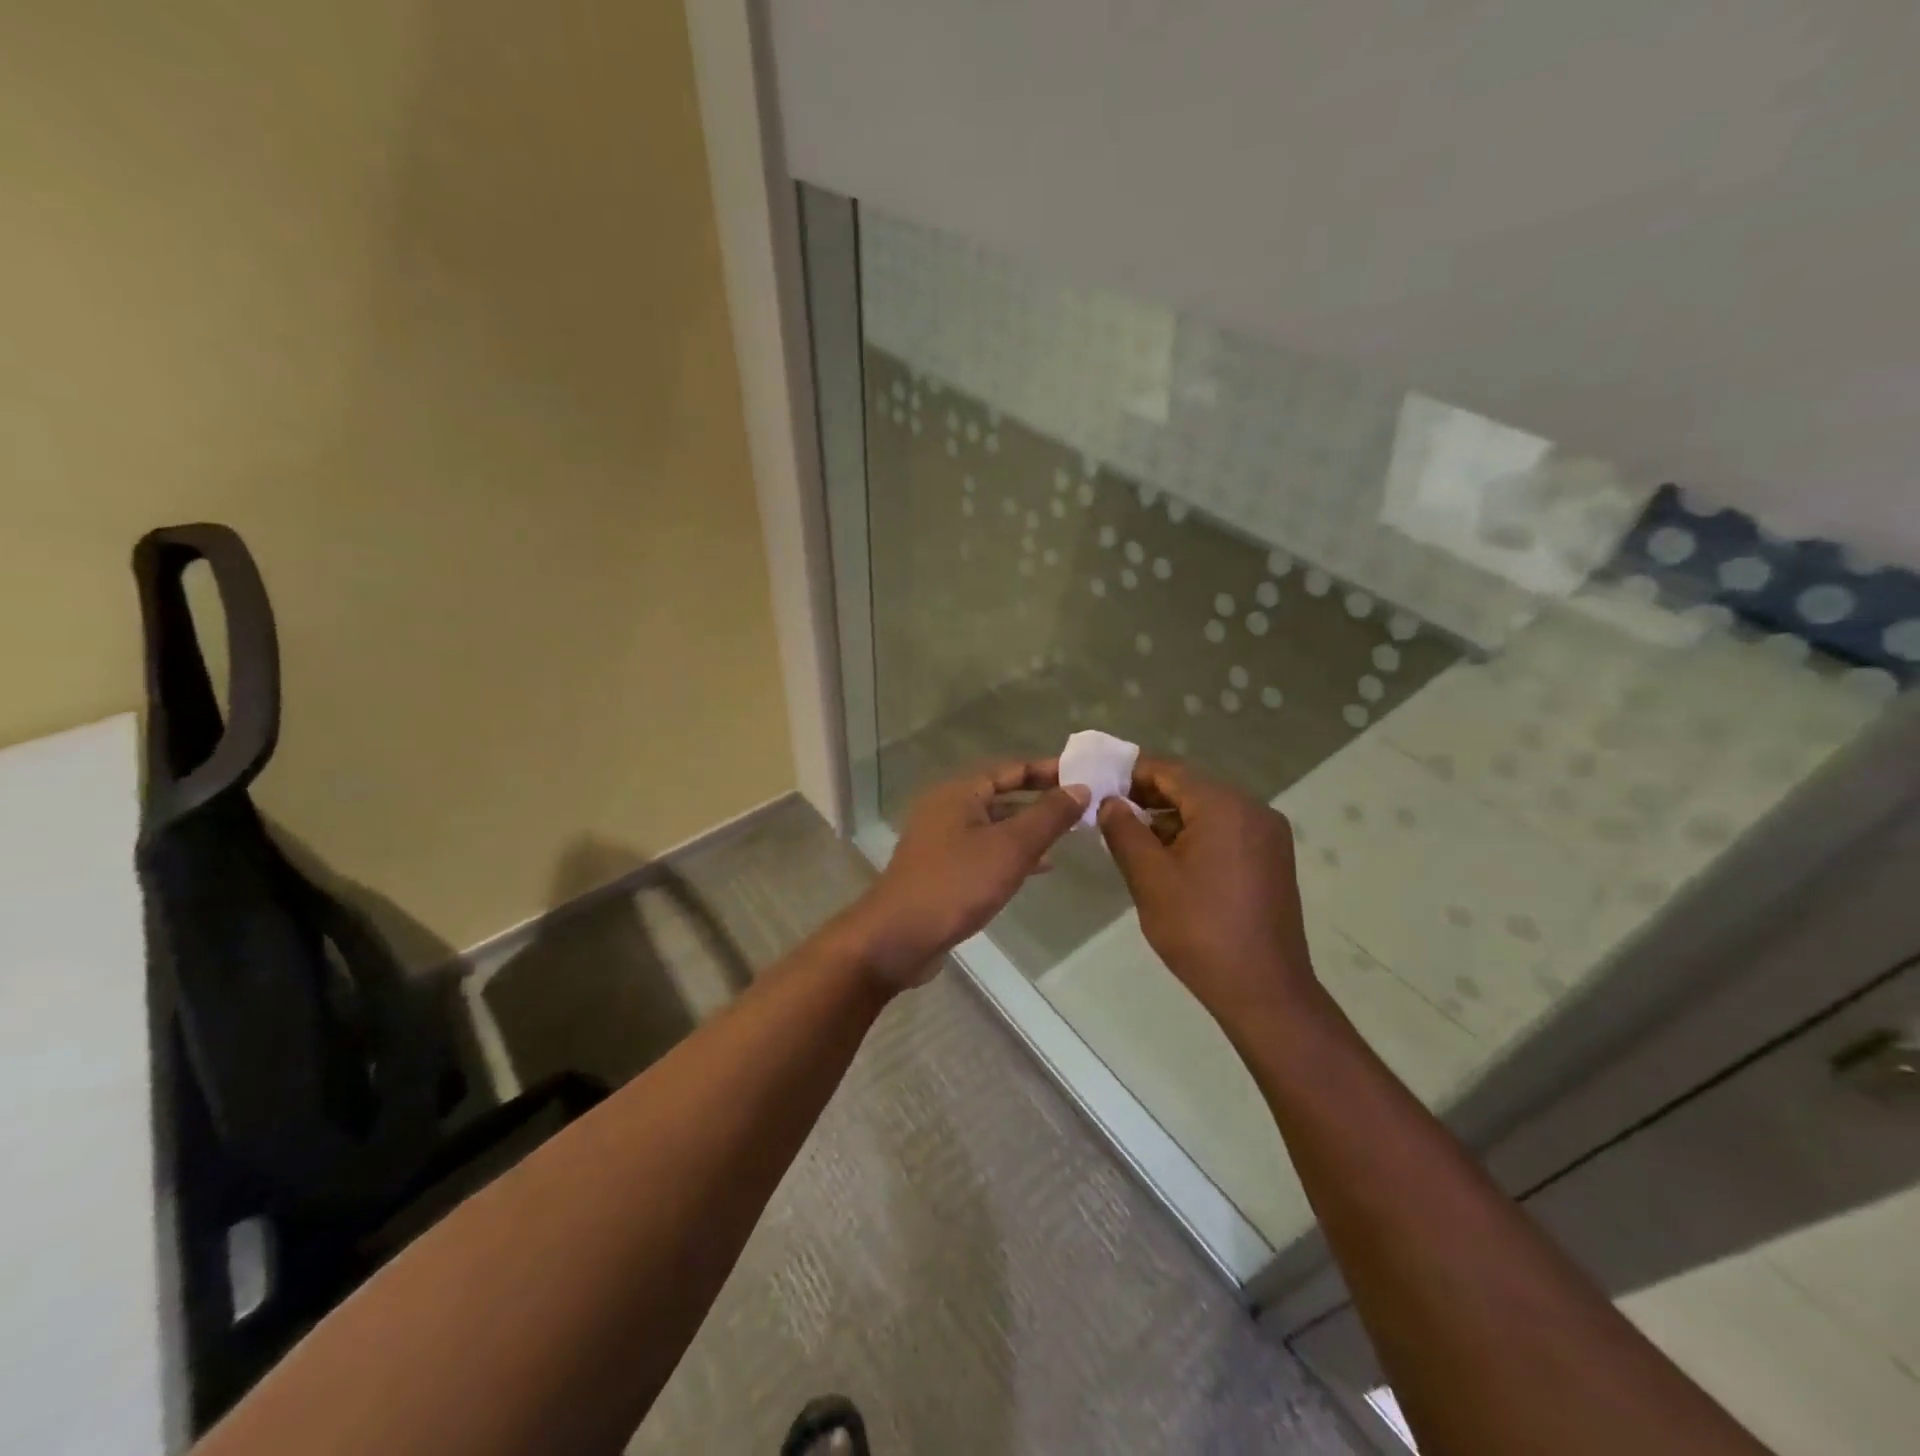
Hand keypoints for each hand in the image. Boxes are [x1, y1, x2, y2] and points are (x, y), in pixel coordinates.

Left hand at [840, 761, 1089, 989]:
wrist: (898, 938)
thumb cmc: (956, 884)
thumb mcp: (1010, 847)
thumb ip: (1048, 816)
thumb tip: (1080, 787)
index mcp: (959, 791)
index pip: (1012, 768)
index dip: (1049, 770)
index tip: (1085, 776)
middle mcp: (947, 808)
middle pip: (1002, 794)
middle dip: (1042, 801)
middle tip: (1083, 807)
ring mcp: (941, 839)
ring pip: (994, 825)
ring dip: (1029, 829)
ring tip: (1069, 837)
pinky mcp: (941, 868)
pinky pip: (984, 850)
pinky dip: (1011, 853)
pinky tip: (1039, 868)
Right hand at [1098, 758, 1317, 1035]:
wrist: (1264, 990)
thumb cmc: (1200, 930)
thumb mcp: (1150, 878)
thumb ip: (1124, 830)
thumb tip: (1110, 802)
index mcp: (1224, 806)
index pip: (1169, 771)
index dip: (1130, 774)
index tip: (1097, 785)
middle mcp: (1253, 809)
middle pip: (1191, 788)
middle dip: (1148, 797)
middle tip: (1108, 814)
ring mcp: (1268, 835)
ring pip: (1208, 811)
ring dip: (1170, 819)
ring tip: (1132, 840)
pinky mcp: (1272, 859)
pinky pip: (1226, 831)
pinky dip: (1195, 836)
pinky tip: (1169, 861)